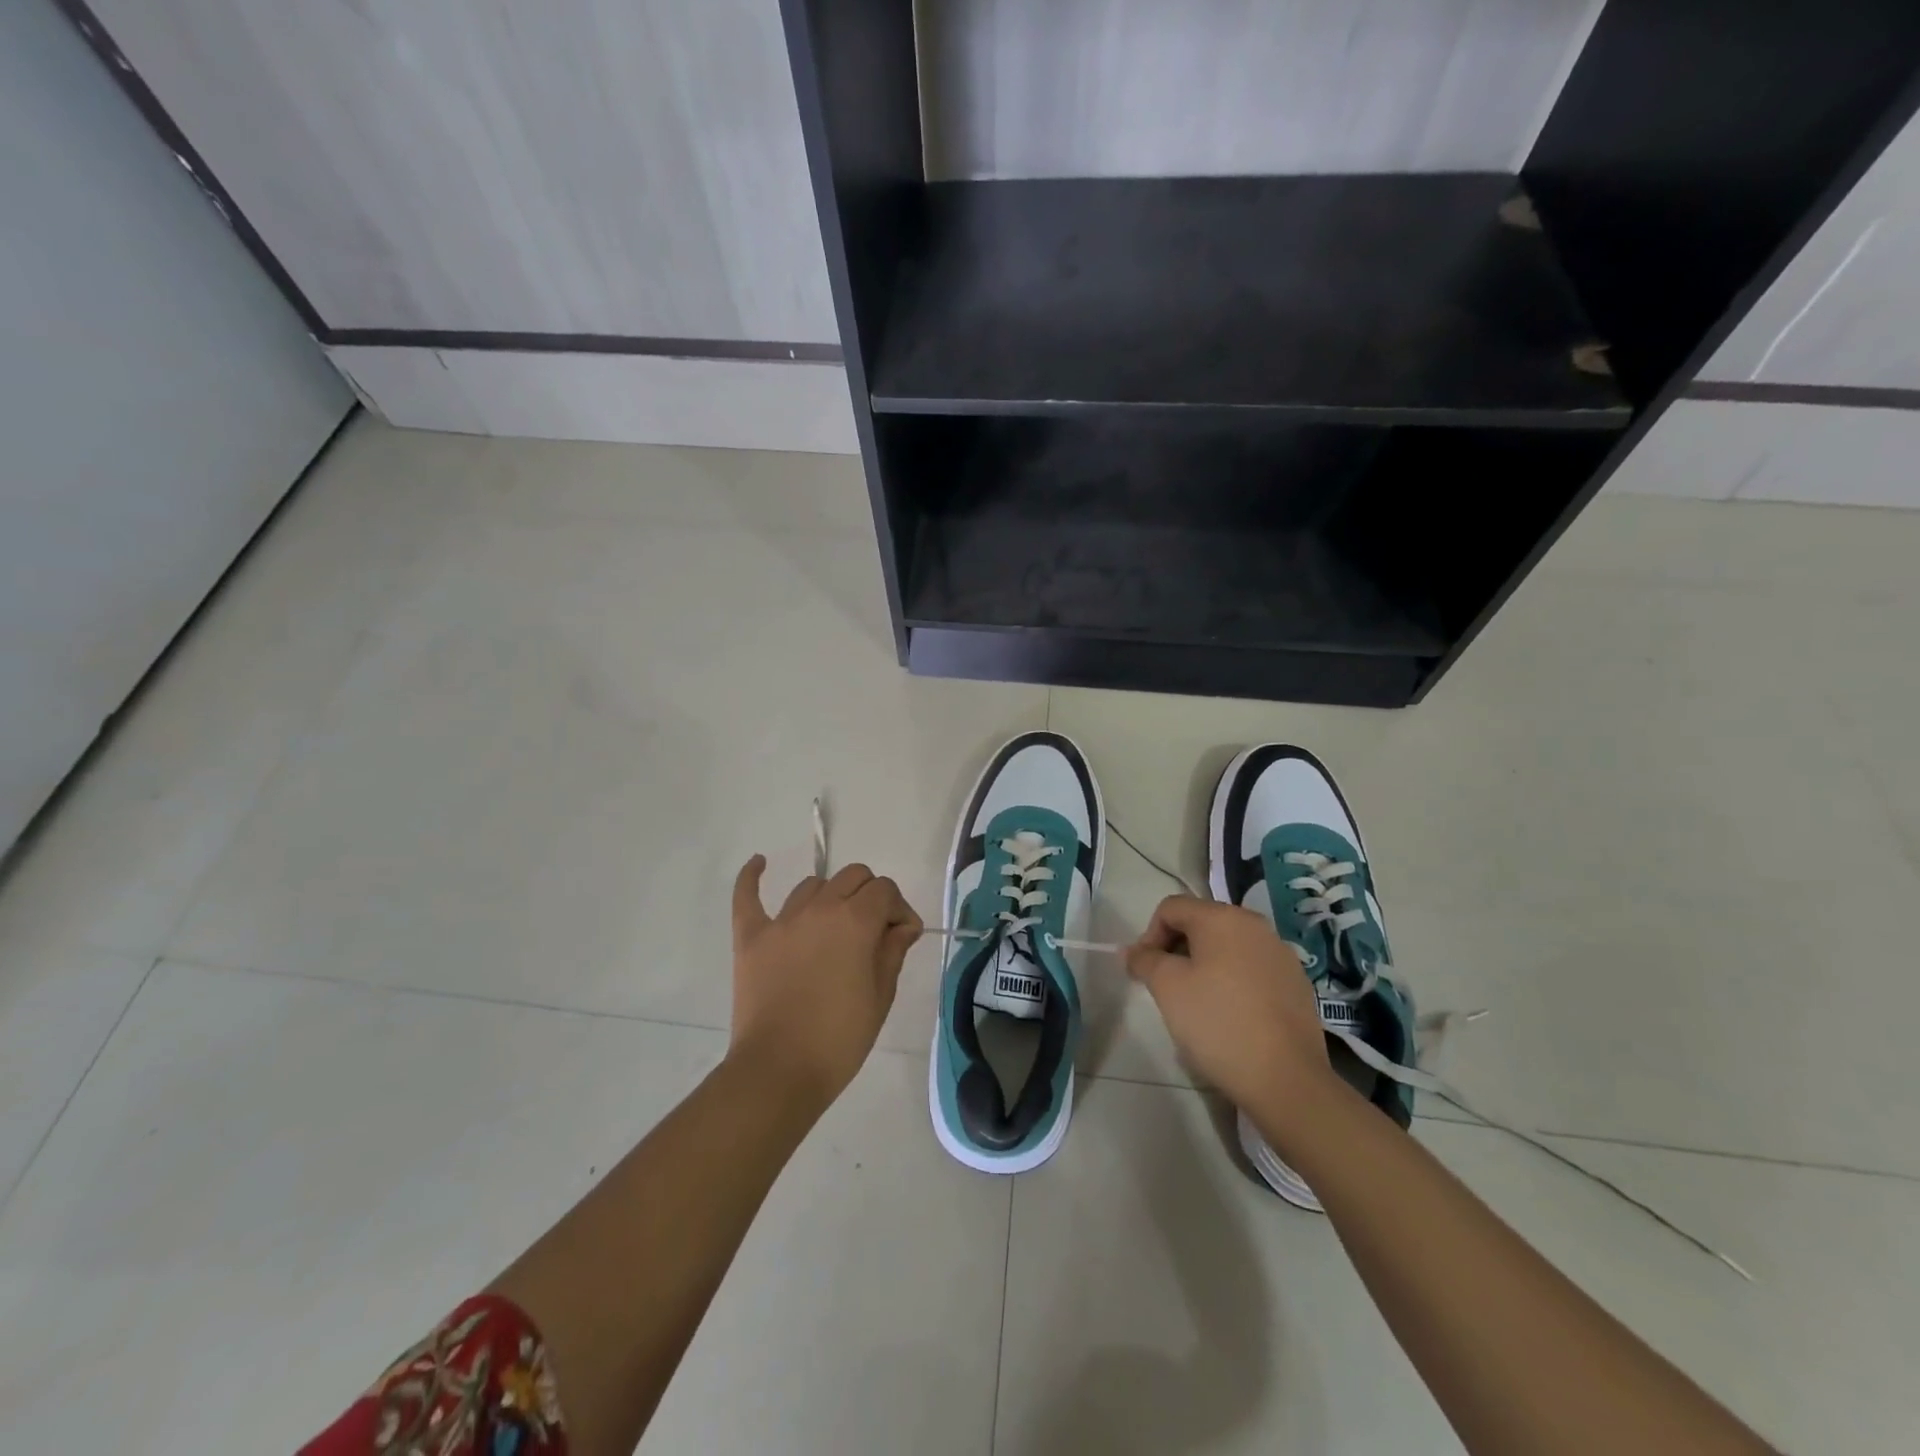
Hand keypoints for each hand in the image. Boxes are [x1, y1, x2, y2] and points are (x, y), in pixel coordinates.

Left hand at [728, 857, 923, 1111]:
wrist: (779, 1071)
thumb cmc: (839, 1038)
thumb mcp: (881, 996)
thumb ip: (893, 951)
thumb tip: (902, 926)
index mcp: (856, 920)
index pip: (885, 890)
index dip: (899, 909)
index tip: (902, 937)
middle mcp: (820, 908)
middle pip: (852, 876)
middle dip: (870, 895)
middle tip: (873, 931)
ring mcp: (782, 920)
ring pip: (812, 885)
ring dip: (830, 897)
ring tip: (834, 927)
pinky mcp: (751, 937)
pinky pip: (747, 896)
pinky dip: (752, 877)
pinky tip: (760, 863)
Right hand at [1127, 896, 1336, 1130]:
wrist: (1286, 1079)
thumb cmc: (1218, 1023)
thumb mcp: (1167, 987)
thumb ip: (1144, 960)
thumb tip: (1133, 952)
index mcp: (1223, 917)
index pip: (1171, 908)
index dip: (1149, 935)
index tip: (1144, 972)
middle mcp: (1255, 926)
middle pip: (1201, 924)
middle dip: (1176, 950)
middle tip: (1166, 987)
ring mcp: (1281, 954)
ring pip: (1228, 947)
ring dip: (1204, 966)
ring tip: (1197, 1003)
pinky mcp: (1296, 984)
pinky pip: (1252, 969)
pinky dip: (1233, 982)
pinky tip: (1230, 1016)